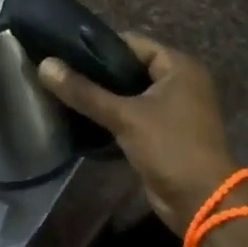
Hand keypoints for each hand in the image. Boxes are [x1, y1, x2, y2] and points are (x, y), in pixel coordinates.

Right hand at [37, 34, 241, 233]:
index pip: (132, 42)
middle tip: (61, 74)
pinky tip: (83, 118)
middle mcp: (180, 82)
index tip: (65, 53)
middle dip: (97, 73)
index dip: (99, 47)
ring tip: (65, 94)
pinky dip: (112, 115)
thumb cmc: (170, 148)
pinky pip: (133, 113)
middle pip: (129, 67)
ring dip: (103, 96)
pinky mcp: (165, 132)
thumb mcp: (124, 116)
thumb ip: (84, 91)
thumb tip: (45, 65)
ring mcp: (174, 108)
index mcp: (179, 67)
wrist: (202, 204)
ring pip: (129, 92)